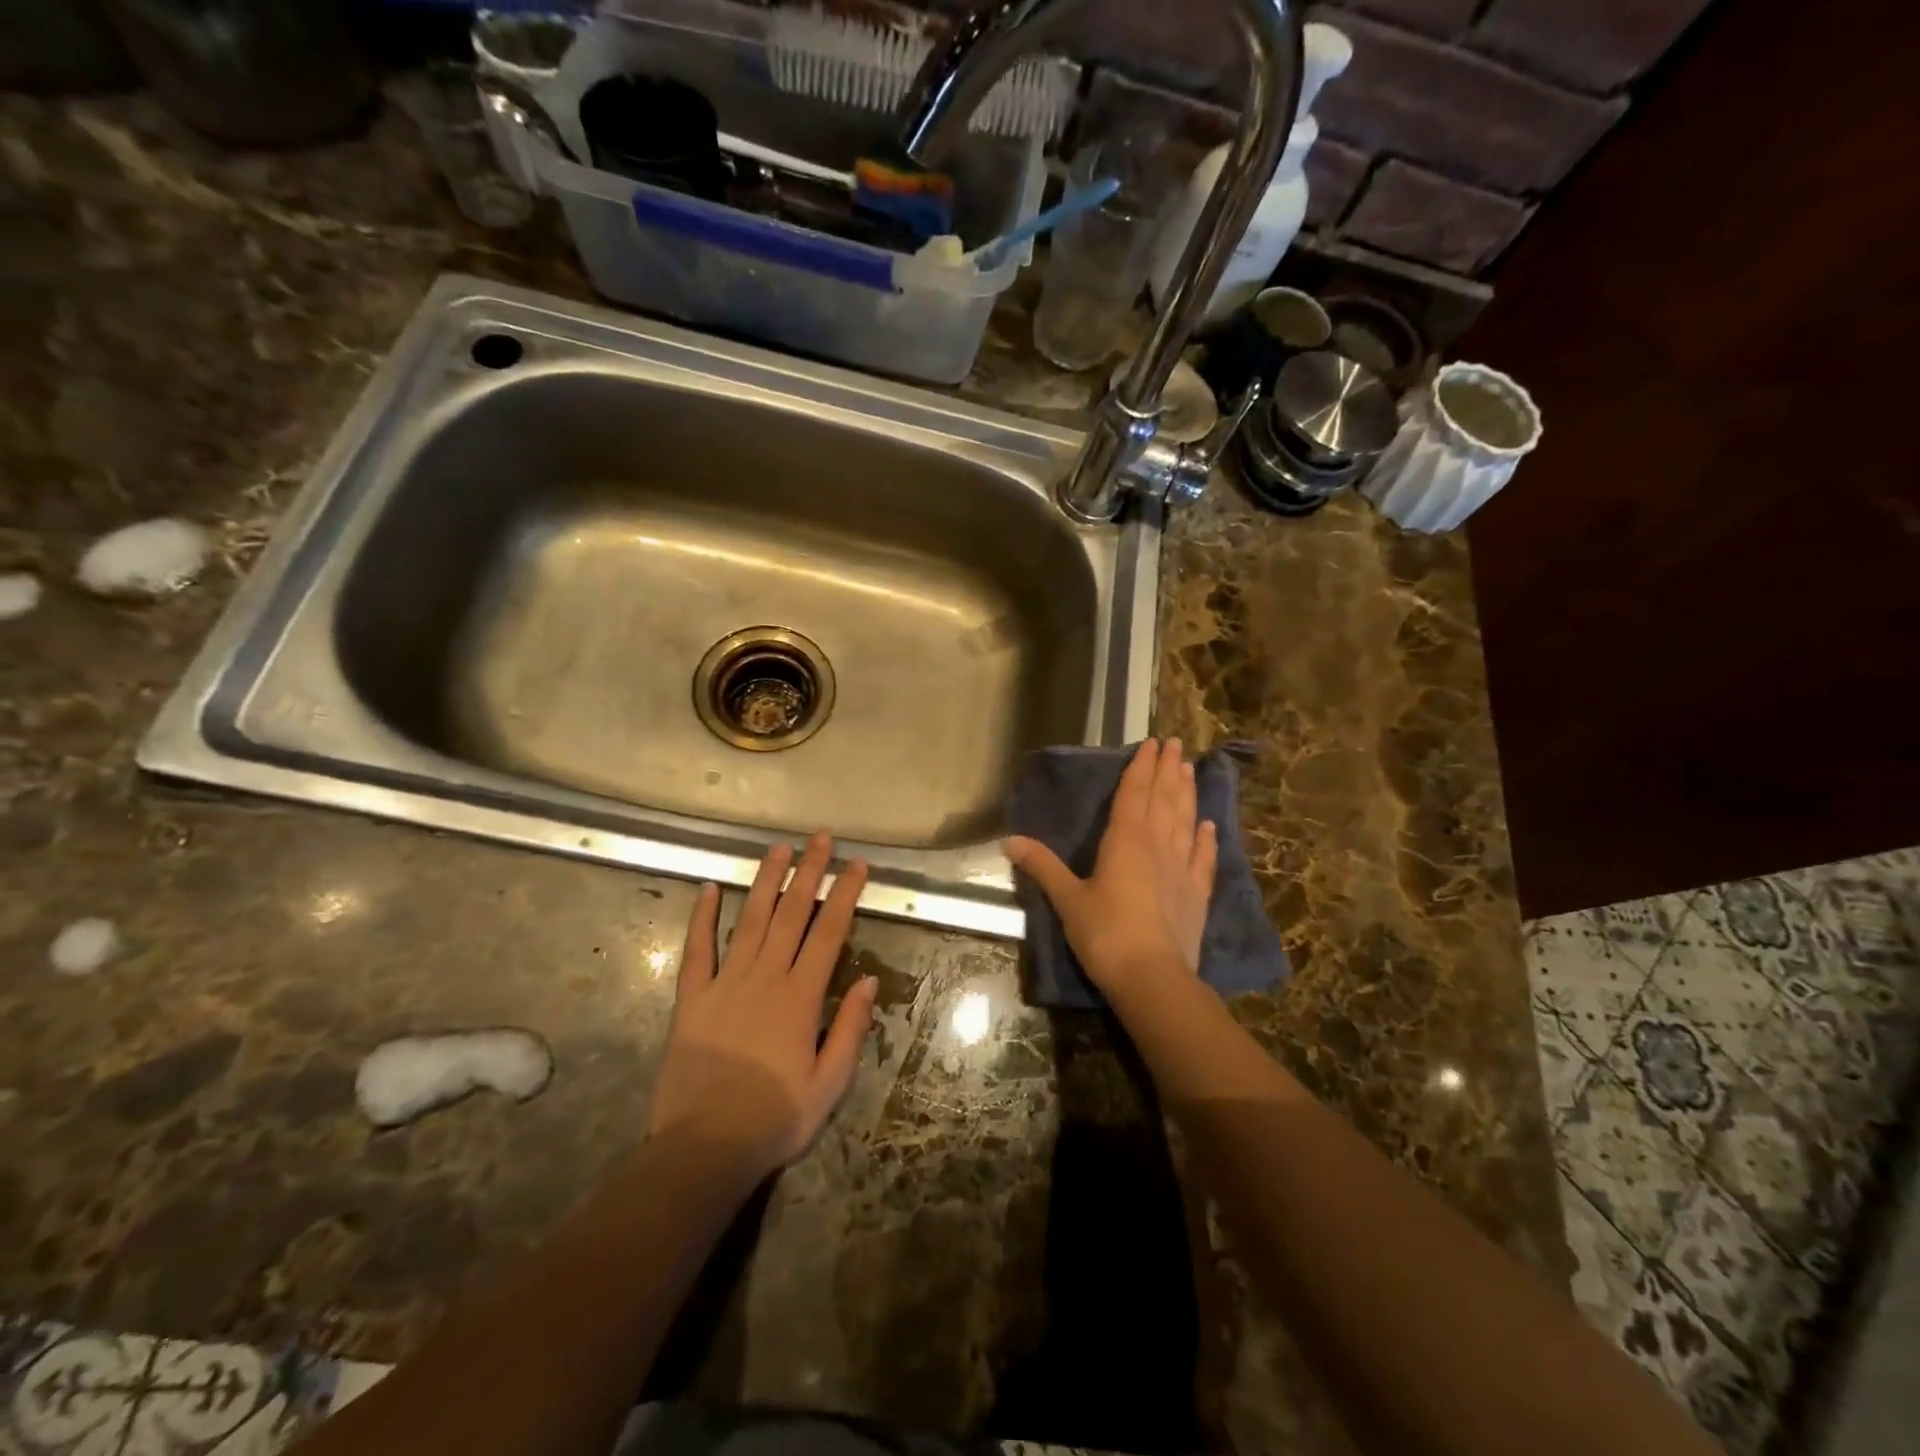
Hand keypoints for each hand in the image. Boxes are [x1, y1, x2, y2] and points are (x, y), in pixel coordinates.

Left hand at [648, 833, 877, 1177]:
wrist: (704, 1148)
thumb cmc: (775, 1118)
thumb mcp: (829, 1083)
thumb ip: (849, 1028)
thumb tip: (869, 980)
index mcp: (800, 997)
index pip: (829, 932)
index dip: (844, 894)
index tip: (857, 864)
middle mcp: (765, 978)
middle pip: (791, 914)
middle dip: (809, 872)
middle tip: (821, 838)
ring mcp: (725, 984)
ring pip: (751, 920)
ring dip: (767, 881)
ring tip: (779, 848)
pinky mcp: (692, 998)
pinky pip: (697, 950)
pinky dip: (703, 917)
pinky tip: (710, 888)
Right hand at [1005, 738, 1217, 996]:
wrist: (1152, 977)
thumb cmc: (1104, 933)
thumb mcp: (1067, 899)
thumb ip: (1042, 867)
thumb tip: (1008, 840)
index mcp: (1125, 840)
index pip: (1134, 793)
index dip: (1141, 767)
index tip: (1151, 743)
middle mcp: (1157, 845)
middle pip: (1164, 799)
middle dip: (1168, 769)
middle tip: (1175, 744)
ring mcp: (1182, 868)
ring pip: (1185, 820)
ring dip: (1187, 793)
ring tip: (1190, 769)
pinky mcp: (1196, 894)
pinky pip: (1203, 858)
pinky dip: (1206, 839)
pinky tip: (1209, 825)